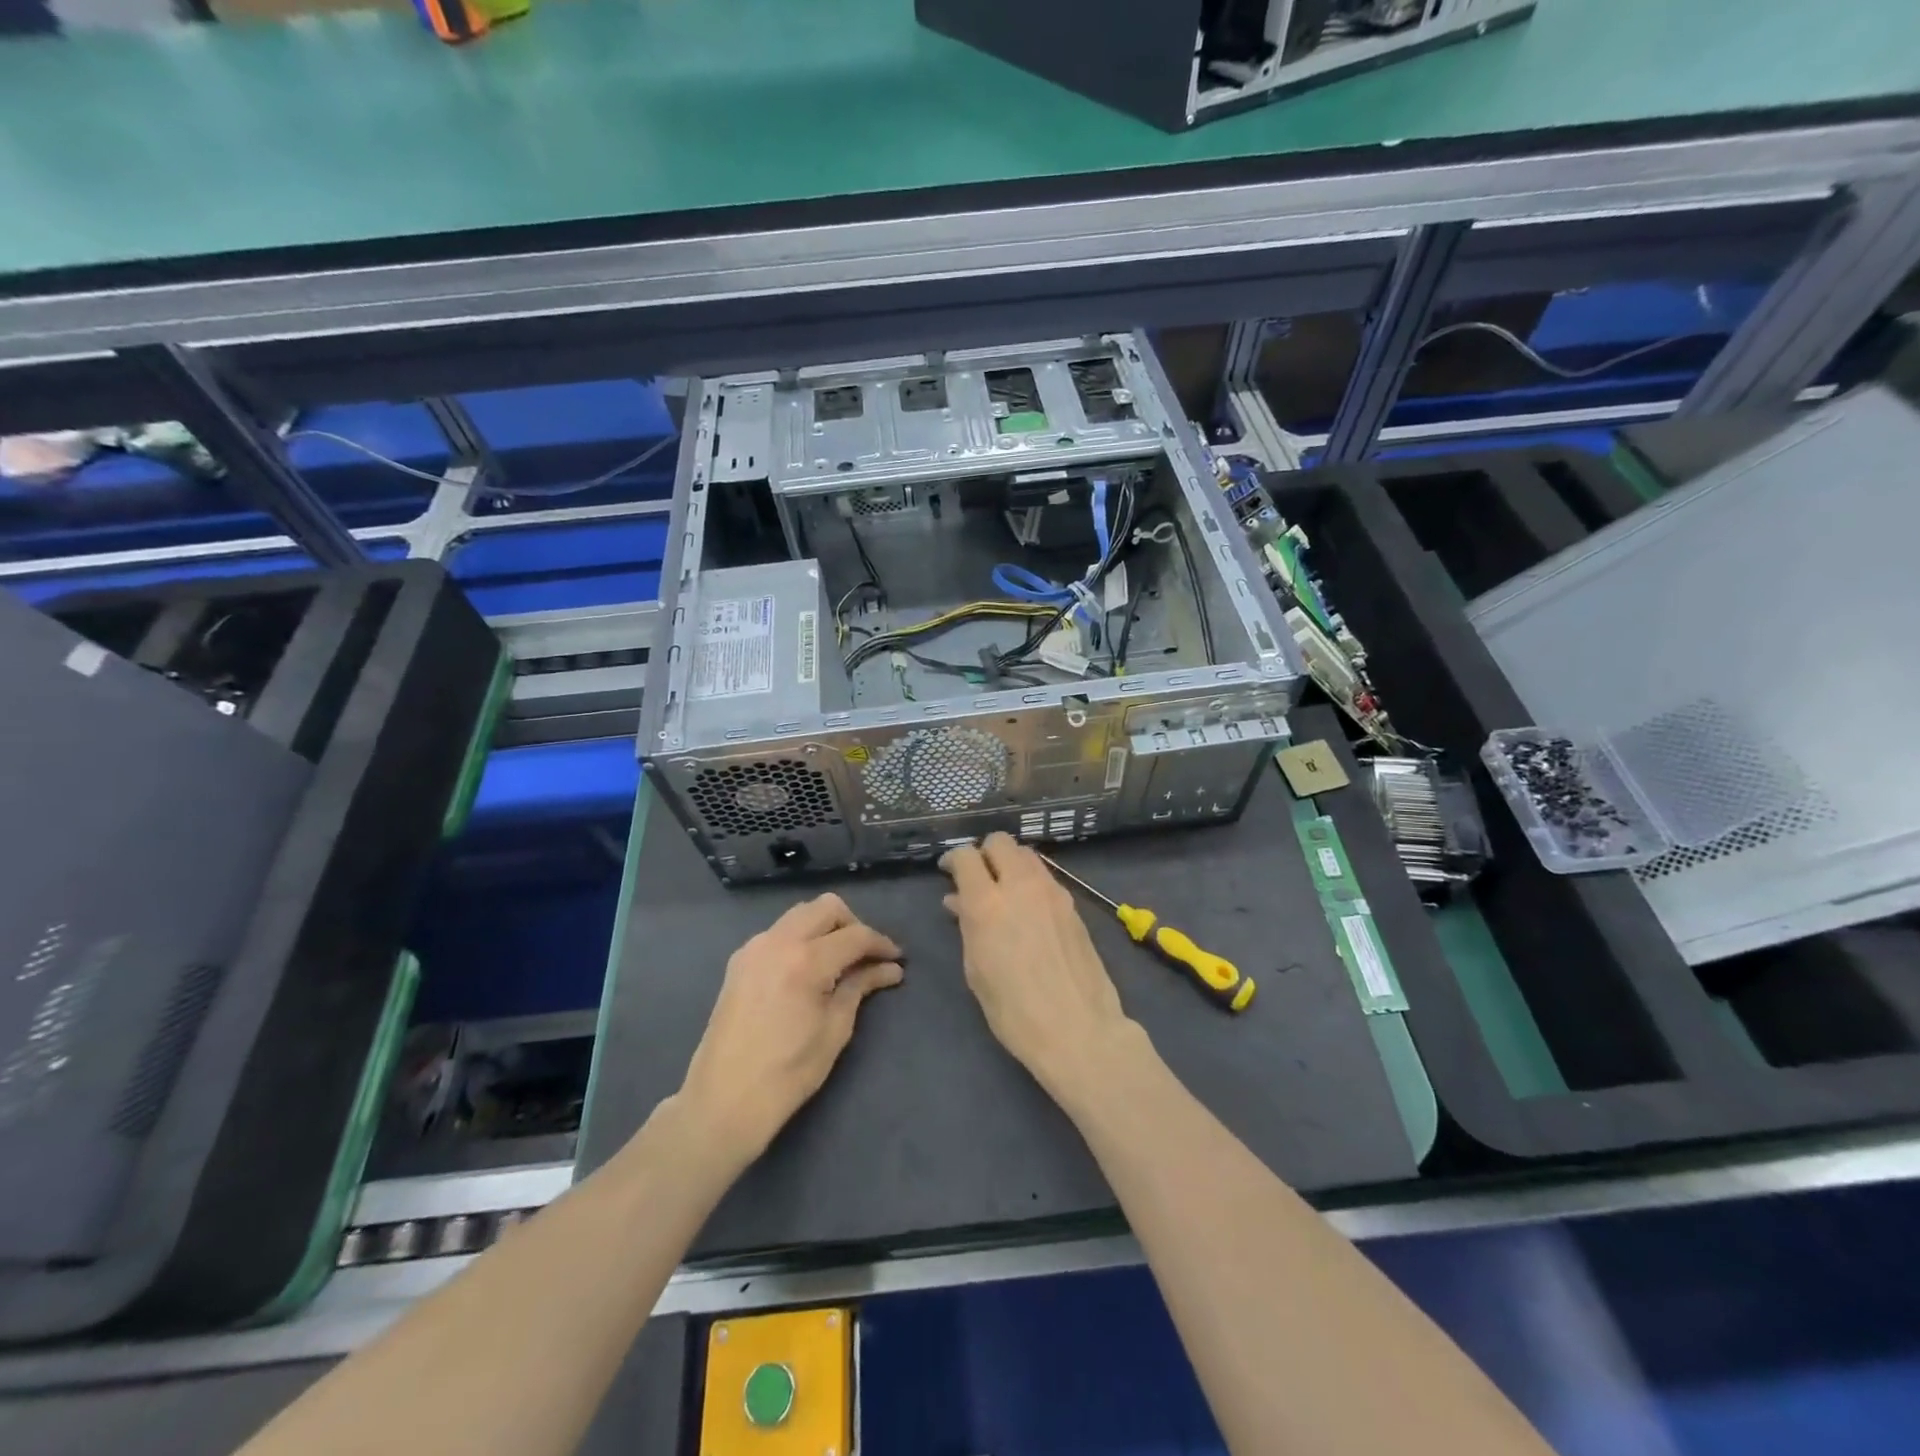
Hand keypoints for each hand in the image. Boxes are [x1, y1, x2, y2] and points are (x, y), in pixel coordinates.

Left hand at [677, 893, 902, 1164]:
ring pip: (800, 914)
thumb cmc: (788, 1073)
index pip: (855, 935)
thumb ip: (860, 987)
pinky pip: (779, 932)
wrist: (723, 1102)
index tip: (897, 959)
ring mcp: (754, 947)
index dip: (881, 944)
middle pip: (826, 907)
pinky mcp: (740, 961)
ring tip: (840, 961)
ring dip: (825, 928)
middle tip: (866, 956)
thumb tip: (889, 969)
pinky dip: (801, 938)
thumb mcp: (835, 1029)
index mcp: (805, 960)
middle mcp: (778, 941)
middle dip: (853, 925)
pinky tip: (809, 969)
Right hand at [939, 834, 1140, 1103]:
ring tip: (1003, 890)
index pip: (966, 856)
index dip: (953, 859)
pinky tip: (1028, 907)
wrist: (1079, 1029)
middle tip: (977, 878)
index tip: (947, 872)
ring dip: (1010, 862)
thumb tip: (958, 901)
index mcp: (987, 903)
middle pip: (1000, 841)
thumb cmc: (1014, 1011)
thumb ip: (967, 926)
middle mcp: (1020, 885)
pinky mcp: (1072, 903)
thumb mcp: (977, 970)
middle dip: (984, 853)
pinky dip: (1030, 880)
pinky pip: (1045, 876)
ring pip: (1026, 853)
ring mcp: (1051, 891)